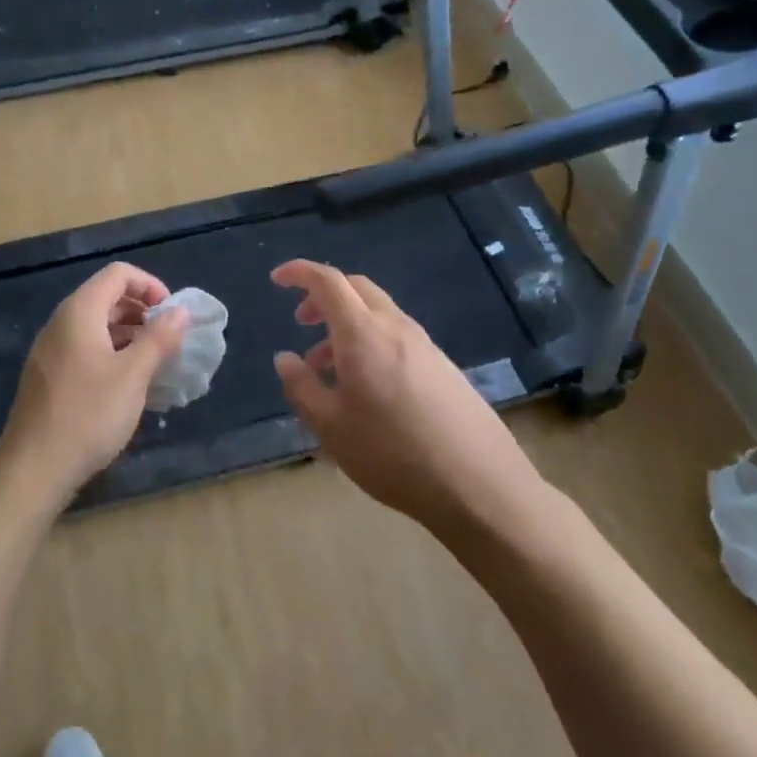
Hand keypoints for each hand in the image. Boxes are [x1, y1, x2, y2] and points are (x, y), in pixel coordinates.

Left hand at [0, 263, 190, 498]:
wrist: (33, 469)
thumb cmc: (89, 415)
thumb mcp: (133, 375)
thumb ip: (159, 338)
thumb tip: (181, 311)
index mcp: (79, 312)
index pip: (118, 274)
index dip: (150, 285)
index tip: (172, 315)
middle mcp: (61, 323)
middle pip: (106, 297)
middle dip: (142, 311)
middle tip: (168, 340)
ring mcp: (51, 351)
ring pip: (96, 326)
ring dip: (129, 335)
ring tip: (154, 363)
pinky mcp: (48, 376)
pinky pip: (85, 349)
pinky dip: (111, 354)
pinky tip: (128, 385)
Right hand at [271, 259, 543, 535]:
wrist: (478, 484)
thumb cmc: (392, 454)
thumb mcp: (330, 427)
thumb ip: (302, 387)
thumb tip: (286, 358)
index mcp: (363, 334)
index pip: (328, 281)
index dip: (300, 272)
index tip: (277, 279)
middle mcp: (396, 327)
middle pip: (357, 289)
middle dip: (324, 296)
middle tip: (302, 322)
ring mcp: (425, 345)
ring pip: (378, 314)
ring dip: (347, 326)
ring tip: (327, 369)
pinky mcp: (443, 367)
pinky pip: (397, 337)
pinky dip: (371, 343)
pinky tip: (367, 388)